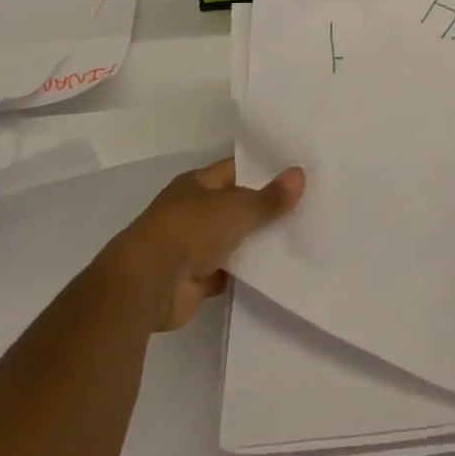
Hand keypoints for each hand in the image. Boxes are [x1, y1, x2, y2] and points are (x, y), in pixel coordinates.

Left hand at [105, 157, 304, 331]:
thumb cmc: (189, 230)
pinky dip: (248, 273)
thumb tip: (300, 174)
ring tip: (300, 236)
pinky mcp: (195, 281)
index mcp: (197, 184)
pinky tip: (278, 270)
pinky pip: (230, 272)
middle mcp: (193, 211)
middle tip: (307, 205)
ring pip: (234, 240)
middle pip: (236, 205)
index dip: (264, 170)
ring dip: (258, 242)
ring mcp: (192, 247)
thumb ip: (270, 197)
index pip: (236, 170)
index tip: (297, 172)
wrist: (147, 285)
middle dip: (265, 208)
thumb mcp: (237, 207)